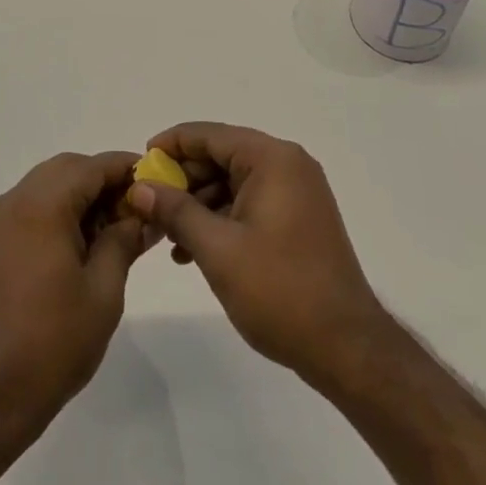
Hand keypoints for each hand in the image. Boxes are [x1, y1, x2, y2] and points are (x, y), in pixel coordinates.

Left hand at [0, 151, 149, 426]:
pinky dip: (61, 211)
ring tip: (115, 231)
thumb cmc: (53, 342)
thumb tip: (143, 214)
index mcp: (43, 204)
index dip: (128, 169)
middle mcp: (17, 199)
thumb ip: (124, 240)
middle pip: (70, 168)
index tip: (158, 183)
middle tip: (137, 211)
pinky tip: (84, 245)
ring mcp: (1, 220)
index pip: (93, 165)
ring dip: (83, 195)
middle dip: (105, 181)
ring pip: (50, 184)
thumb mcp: (103, 290)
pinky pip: (34, 206)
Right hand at [128, 123, 390, 388]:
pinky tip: (193, 249)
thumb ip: (175, 211)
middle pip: (221, 156)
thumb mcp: (217, 250)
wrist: (346, 348)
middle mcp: (287, 165)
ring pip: (233, 182)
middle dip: (183, 180)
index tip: (140, 164)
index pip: (210, 135)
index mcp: (272, 159)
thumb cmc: (279, 291)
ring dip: (198, 204)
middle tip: (147, 205)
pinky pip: (249, 203)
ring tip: (165, 236)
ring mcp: (296, 192)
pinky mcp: (298, 218)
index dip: (171, 145)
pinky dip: (221, 219)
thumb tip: (139, 187)